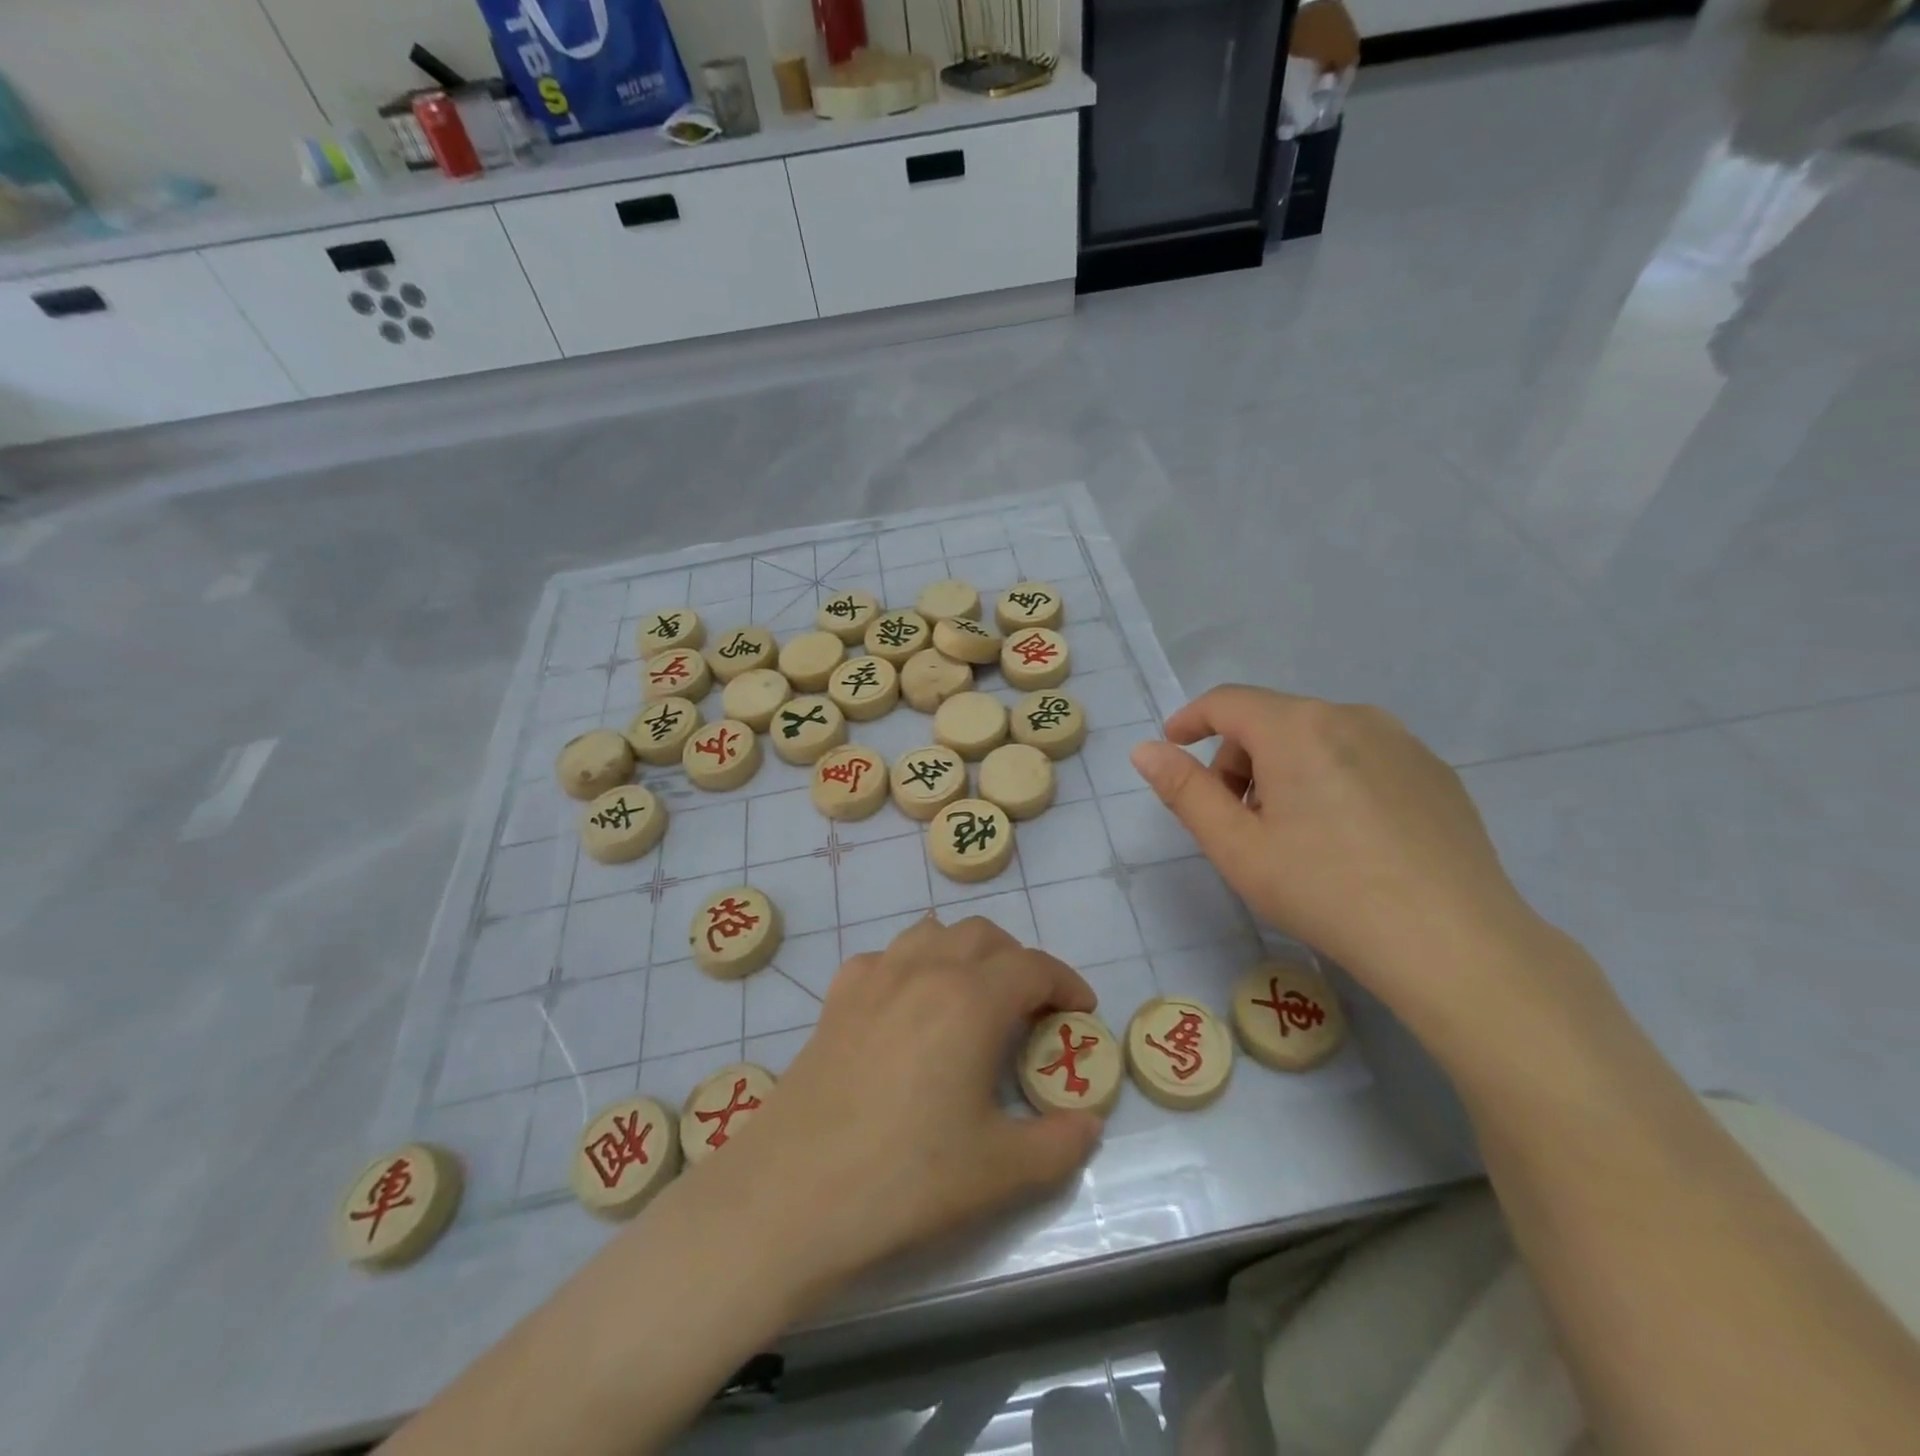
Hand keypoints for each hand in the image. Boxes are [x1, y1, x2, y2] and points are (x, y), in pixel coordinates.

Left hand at [717, 915, 1104, 1301]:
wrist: (793, 1194)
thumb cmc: (906, 1178)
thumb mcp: (1000, 1171)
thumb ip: (1059, 1143)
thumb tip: (1088, 1123)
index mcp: (971, 1000)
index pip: (1034, 967)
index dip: (1066, 983)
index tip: (1080, 1011)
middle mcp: (924, 970)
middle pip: (985, 936)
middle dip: (1019, 962)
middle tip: (1030, 1009)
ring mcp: (874, 978)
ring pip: (932, 933)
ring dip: (965, 952)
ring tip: (973, 997)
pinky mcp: (836, 998)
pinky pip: (884, 957)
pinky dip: (910, 966)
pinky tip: (907, 1007)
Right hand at [1130, 687, 1548, 1020]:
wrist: (1452, 942)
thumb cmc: (1324, 890)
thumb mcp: (1236, 846)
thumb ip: (1184, 790)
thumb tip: (1145, 750)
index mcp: (1296, 728)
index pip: (1227, 702)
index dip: (1190, 719)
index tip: (1173, 746)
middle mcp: (1350, 716)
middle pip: (1272, 721)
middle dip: (1239, 759)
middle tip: (1236, 820)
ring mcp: (1401, 741)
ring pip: (1318, 738)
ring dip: (1284, 770)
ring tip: (1292, 834)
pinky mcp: (1434, 771)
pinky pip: (1362, 757)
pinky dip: (1332, 779)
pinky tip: (1347, 839)